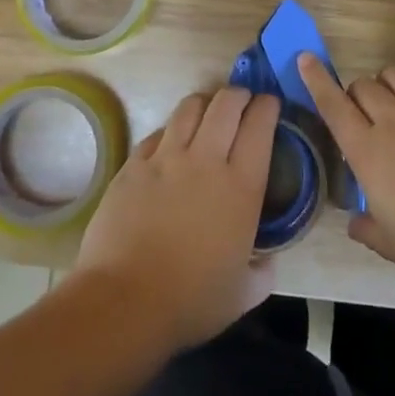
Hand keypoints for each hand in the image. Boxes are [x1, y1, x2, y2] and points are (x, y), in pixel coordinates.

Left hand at [71, 86, 279, 349]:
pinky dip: (171, 130)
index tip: (269, 104)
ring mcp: (166, 158)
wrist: (124, 301)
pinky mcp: (134, 164)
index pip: (260, 126)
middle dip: (238, 94)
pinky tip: (171, 142)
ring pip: (190, 107)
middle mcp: (206, 160)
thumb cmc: (191, 302)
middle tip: (242, 101)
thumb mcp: (243, 295)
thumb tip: (267, 261)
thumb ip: (262, 272)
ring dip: (204, 103)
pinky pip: (158, 132)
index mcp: (241, 187)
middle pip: (226, 104)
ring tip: (207, 112)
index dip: (267, 107)